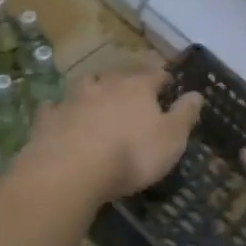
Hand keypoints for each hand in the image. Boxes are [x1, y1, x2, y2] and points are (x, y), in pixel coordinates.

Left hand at [21, 59, 202, 203]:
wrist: (72, 170)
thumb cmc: (132, 154)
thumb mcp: (171, 139)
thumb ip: (184, 115)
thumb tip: (197, 93)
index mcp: (138, 88)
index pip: (155, 75)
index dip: (163, 78)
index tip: (168, 81)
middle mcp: (105, 85)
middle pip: (118, 76)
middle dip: (126, 80)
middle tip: (131, 89)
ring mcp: (73, 99)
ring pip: (85, 85)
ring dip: (92, 89)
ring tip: (96, 97)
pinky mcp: (49, 119)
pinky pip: (54, 108)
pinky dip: (59, 110)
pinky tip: (59, 114)